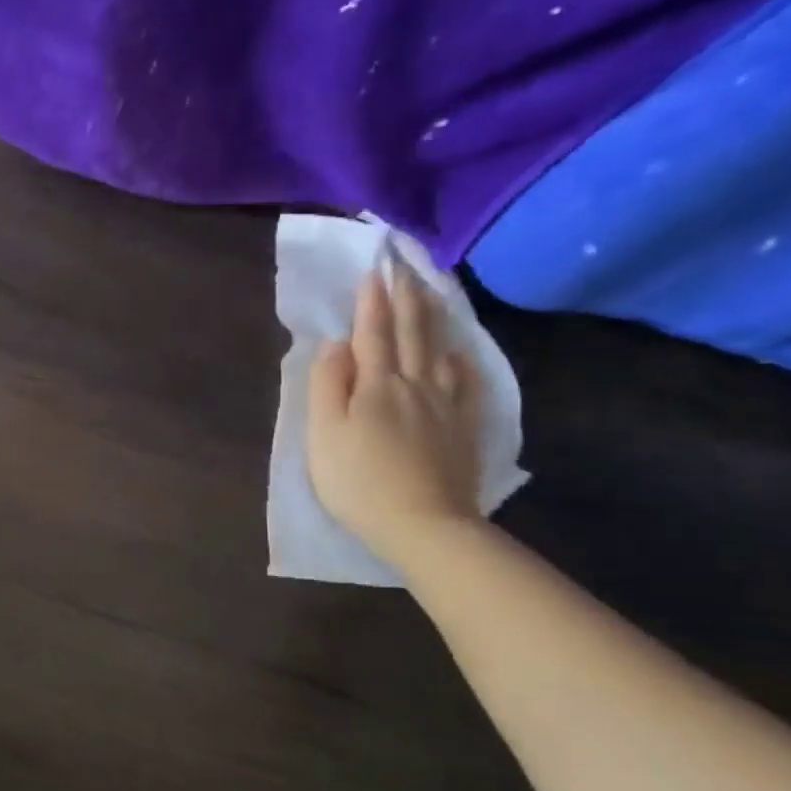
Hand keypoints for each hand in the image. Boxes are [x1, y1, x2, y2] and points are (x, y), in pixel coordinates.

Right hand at [306, 264, 481, 563]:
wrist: (422, 524)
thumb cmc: (358, 480)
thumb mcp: (324, 434)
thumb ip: (327, 386)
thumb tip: (335, 345)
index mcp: (375, 385)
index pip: (372, 333)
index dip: (371, 302)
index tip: (374, 270)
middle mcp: (414, 385)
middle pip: (412, 333)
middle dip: (406, 297)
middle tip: (406, 267)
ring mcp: (444, 406)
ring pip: (440, 350)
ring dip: (433, 318)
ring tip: (430, 293)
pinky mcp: (463, 428)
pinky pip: (466, 384)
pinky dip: (462, 362)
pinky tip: (459, 353)